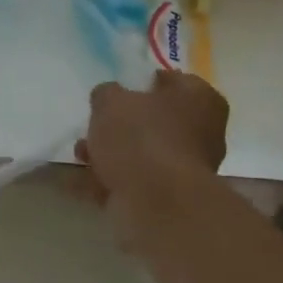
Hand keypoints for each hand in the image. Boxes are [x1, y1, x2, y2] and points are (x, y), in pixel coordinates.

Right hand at [75, 72, 228, 232]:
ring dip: (111, 155)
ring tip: (80, 156)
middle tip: (94, 126)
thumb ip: (106, 93)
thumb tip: (107, 98)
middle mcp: (202, 132)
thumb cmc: (141, 138)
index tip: (117, 91)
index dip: (142, 83)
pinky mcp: (169, 198)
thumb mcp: (112, 101)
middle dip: (120, 126)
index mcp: (200, 99)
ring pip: (142, 154)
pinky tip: (80, 182)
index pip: (171, 80)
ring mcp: (186, 168)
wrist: (156, 202)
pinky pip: (134, 183)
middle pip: (155, 121)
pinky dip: (109, 182)